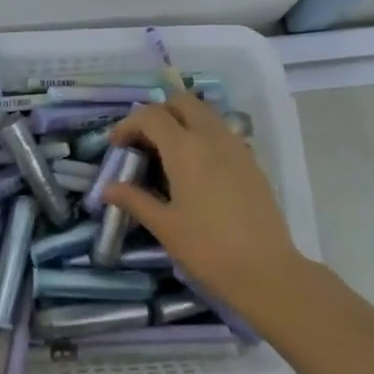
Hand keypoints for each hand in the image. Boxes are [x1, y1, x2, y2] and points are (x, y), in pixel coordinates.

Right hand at [106, 93, 307, 323]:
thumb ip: (135, 200)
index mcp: (185, 148)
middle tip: (144, 142)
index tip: (117, 147)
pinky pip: (222, 132)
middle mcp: (212, 137)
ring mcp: (236, 146)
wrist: (266, 271)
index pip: (151, 115)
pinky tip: (197, 169)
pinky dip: (204, 135)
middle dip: (158, 113)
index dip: (128, 124)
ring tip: (169, 153)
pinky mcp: (252, 161)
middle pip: (182, 102)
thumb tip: (108, 187)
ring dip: (183, 121)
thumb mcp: (164, 226)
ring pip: (205, 113)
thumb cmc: (207, 249)